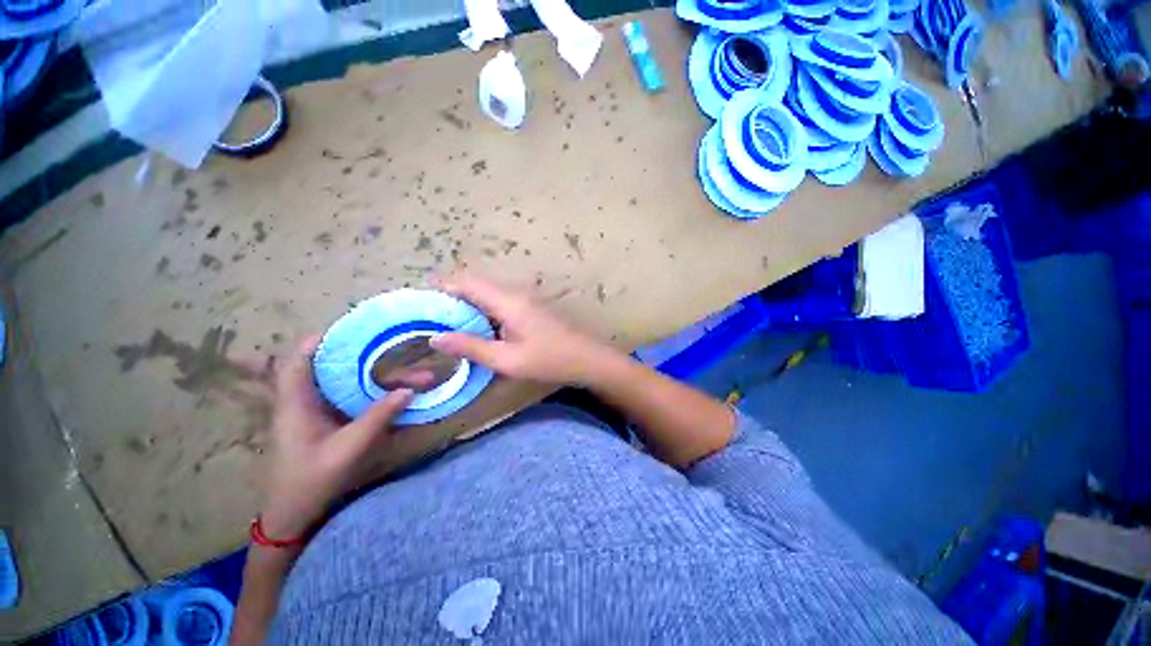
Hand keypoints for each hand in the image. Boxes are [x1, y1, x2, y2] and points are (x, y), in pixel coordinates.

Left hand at [259, 337, 413, 539]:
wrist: (293, 516)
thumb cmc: (311, 481)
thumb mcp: (348, 449)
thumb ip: (377, 417)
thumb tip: (408, 391)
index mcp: (297, 403)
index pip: (300, 360)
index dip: (322, 339)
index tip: (355, 327)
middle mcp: (304, 401)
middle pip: (333, 367)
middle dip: (370, 357)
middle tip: (399, 349)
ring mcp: (316, 412)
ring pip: (348, 383)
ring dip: (380, 377)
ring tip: (416, 377)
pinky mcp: (326, 422)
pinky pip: (352, 397)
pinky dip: (375, 391)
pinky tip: (398, 394)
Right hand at [430, 274, 619, 385]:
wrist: (587, 358)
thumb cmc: (549, 360)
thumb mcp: (507, 359)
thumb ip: (472, 347)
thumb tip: (436, 338)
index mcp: (507, 301)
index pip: (467, 282)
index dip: (442, 286)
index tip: (420, 300)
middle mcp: (514, 293)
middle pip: (476, 285)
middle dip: (451, 296)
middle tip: (430, 317)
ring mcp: (525, 299)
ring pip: (487, 293)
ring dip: (467, 304)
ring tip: (447, 324)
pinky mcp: (530, 308)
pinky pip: (499, 302)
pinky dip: (482, 310)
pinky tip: (476, 329)